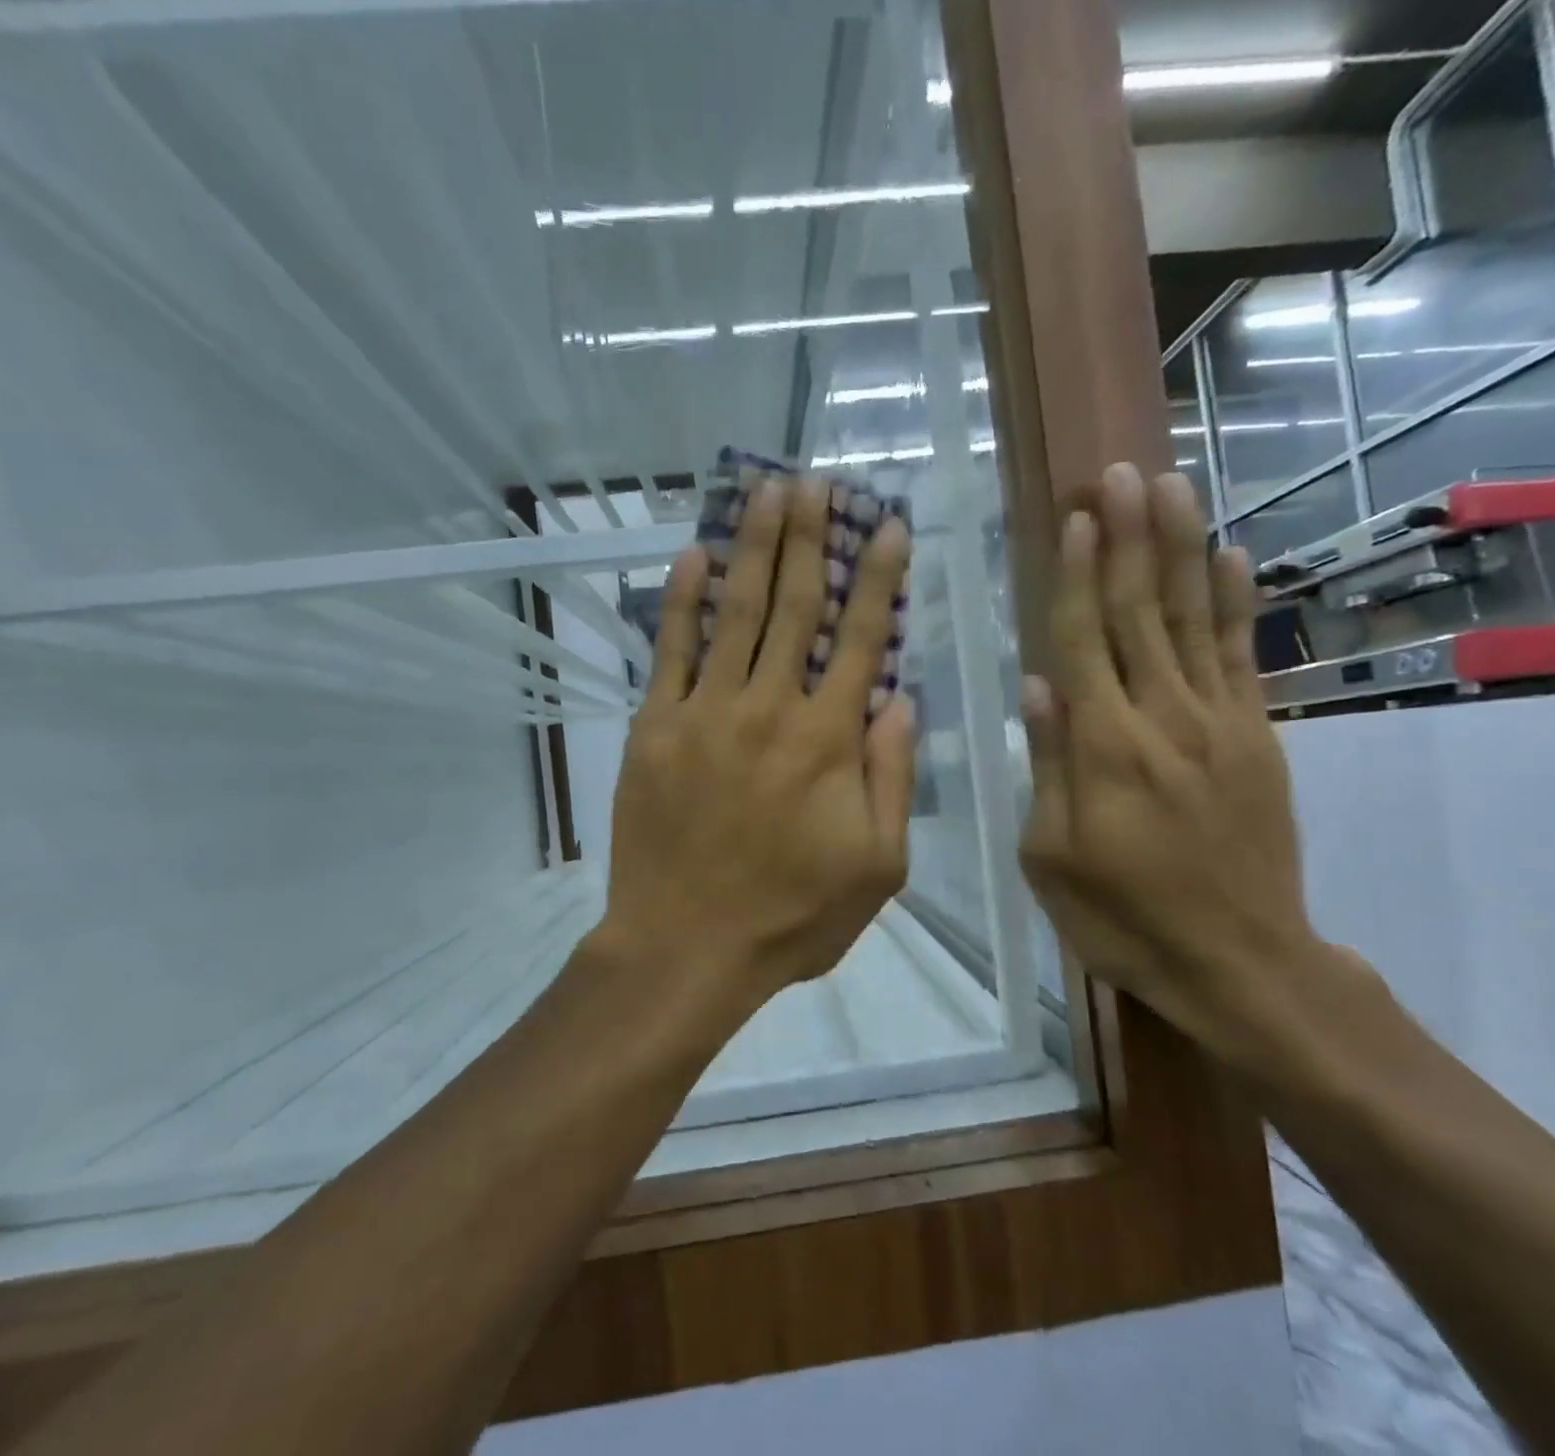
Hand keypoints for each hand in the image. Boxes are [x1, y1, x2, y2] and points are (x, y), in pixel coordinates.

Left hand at [593, 476, 915, 1009]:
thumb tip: (899, 700)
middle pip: (795, 606)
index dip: (876, 577)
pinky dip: (681, 599)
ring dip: (754, 547)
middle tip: (817, 481)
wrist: (687, 946)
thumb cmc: (792, 915)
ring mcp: (706, 712)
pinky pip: (671, 650)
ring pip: (737, 612)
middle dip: (809, 538)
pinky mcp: (655, 726)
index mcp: (829, 741)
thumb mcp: (877, 866)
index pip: (861, 639)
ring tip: (766, 492)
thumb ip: (892, 778)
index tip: (885, 525)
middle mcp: (771, 709)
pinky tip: (692, 554)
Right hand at [1018, 464, 1351, 1074]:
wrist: (1240, 962)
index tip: (1075, 517)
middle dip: (1128, 537)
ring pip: (1191, 619)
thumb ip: (1048, 764)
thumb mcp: (1051, 857)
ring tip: (1170, 486)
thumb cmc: (1123, 917)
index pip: (1084, 640)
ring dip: (1179, 548)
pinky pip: (1242, 656)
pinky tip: (1230, 556)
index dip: (1076, 575)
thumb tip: (1036, 684)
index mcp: (1104, 747)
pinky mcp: (1257, 737)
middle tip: (1121, 473)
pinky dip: (1234, 603)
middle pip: (1138, 612)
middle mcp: (1162, 718)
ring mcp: (1219, 722)